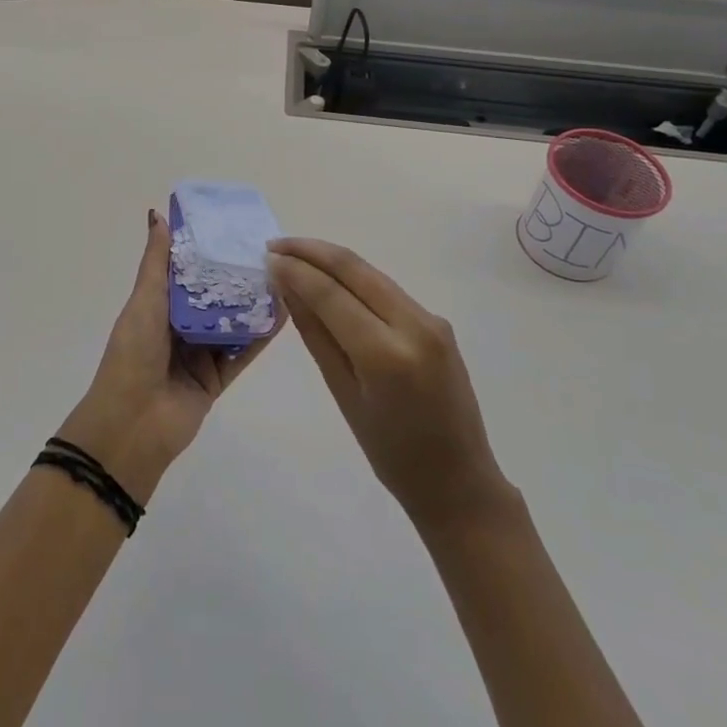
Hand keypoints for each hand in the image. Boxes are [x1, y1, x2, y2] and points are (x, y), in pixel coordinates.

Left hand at [57, 209, 277, 503]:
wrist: (133, 424)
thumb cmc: (133, 354)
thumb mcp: (144, 301)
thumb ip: (156, 262)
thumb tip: (157, 214)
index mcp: (157, 306)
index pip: (186, 272)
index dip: (206, 251)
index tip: (232, 227)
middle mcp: (179, 326)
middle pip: (213, 297)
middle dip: (235, 276)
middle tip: (268, 250)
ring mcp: (200, 353)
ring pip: (231, 323)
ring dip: (252, 303)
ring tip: (283, 275)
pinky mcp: (217, 377)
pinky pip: (243, 352)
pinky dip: (261, 335)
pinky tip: (283, 313)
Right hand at [266, 238, 513, 534]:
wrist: (459, 480)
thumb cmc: (391, 453)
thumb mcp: (343, 394)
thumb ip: (316, 335)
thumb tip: (287, 288)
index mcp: (387, 355)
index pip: (332, 294)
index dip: (297, 270)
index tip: (267, 257)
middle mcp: (414, 325)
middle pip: (355, 269)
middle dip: (312, 251)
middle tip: (275, 245)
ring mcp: (430, 320)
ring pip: (372, 274)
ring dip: (332, 261)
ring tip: (294, 257)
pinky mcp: (436, 322)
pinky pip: (386, 290)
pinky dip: (354, 280)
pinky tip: (330, 282)